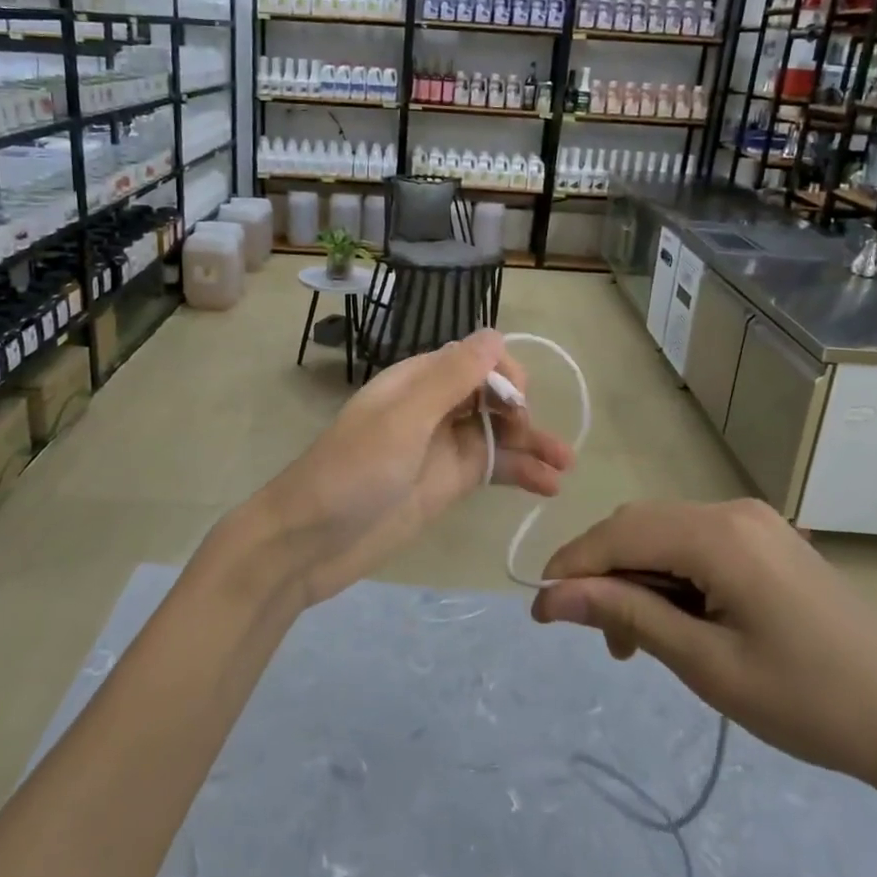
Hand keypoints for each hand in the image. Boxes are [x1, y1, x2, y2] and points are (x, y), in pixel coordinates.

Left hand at [247, 330, 573, 608]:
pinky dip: (521, 473)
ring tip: (566, 465)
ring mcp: (440, 448)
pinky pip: (491, 469)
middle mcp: (432, 408)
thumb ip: (450, 378)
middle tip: (538, 440)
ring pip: (497, 433)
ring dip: (532, 443)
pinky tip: (549, 486)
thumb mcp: (403, 420)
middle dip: (521, 409)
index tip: (519, 401)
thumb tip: (494, 335)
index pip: (472, 358)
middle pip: (490, 394)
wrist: (310, 542)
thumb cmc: (353, 473)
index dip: (502, 373)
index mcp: (416, 381)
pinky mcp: (446, 484)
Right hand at [530, 499, 876, 803]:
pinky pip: (698, 546)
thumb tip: (551, 596)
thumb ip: (626, 615)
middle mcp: (732, 511)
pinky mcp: (770, 542)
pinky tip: (679, 621)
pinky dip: (672, 578)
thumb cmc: (812, 703)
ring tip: (639, 641)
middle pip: (638, 527)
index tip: (539, 612)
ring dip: (637, 579)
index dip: (571, 568)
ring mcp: (756, 523)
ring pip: (665, 535)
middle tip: (600, 639)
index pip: (617, 534)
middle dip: (605, 575)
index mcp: (718, 534)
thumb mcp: (707, 664)